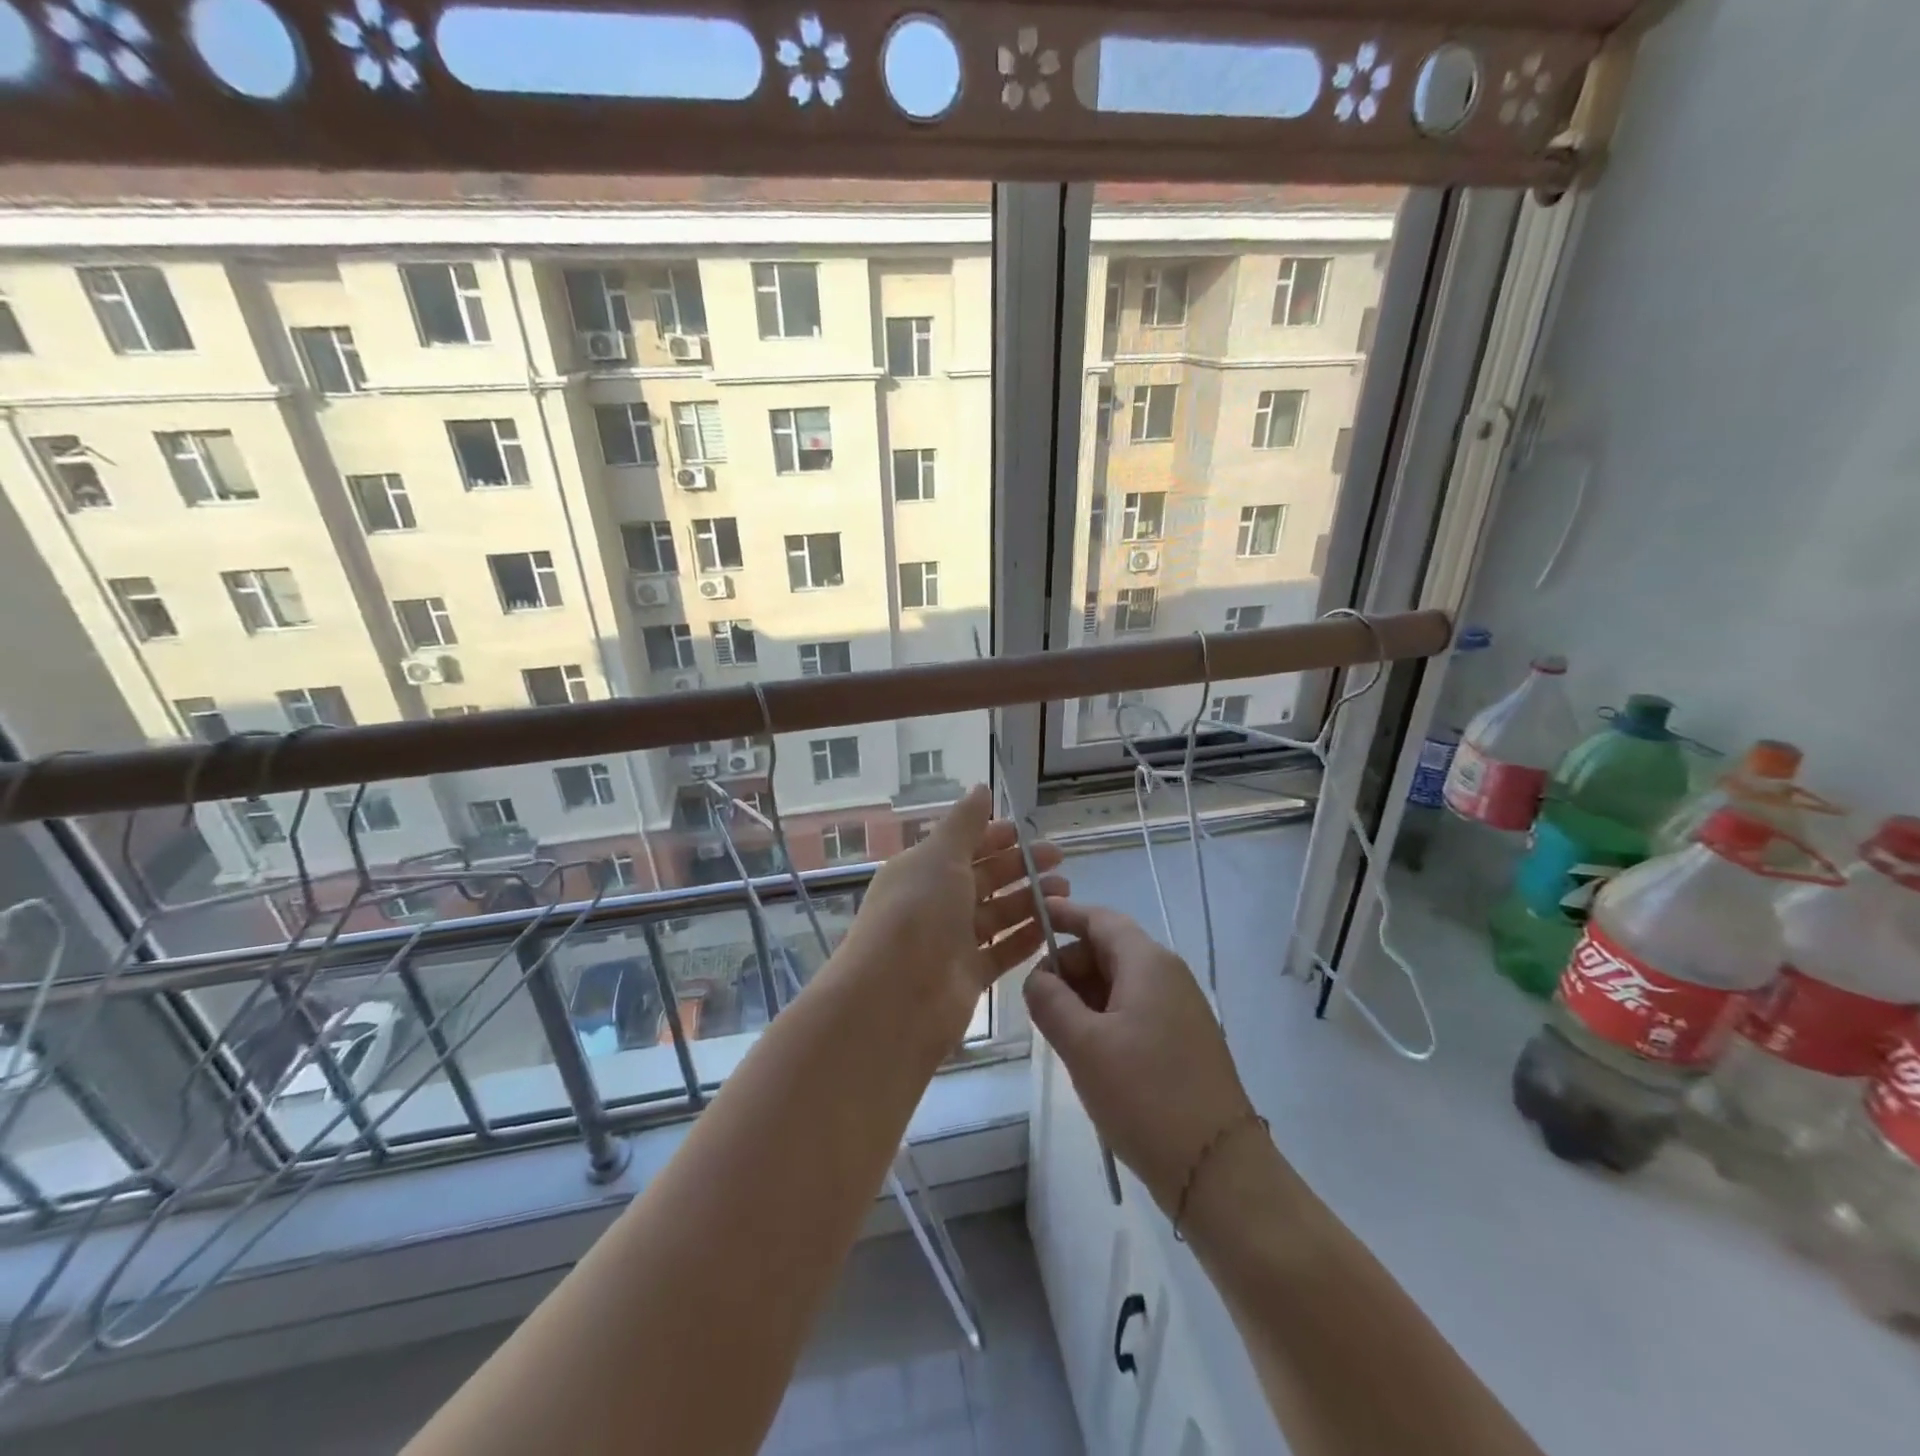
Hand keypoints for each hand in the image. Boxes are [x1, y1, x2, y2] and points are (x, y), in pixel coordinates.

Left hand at [839, 785, 1065, 1048]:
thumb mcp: (939, 857)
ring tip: (1066, 893)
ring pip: (997, 914)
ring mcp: (951, 942)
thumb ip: (964, 824)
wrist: (894, 997)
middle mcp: (935, 903)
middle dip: (1021, 867)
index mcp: (923, 870)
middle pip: (984, 878)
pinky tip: (1053, 927)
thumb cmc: (917, 914)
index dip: (994, 837)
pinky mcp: (968, 976)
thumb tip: (980, 787)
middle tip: (1060, 859)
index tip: (1028, 832)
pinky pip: (1002, 951)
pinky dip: (1025, 938)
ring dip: (1029, 901)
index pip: (963, 846)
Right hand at [1024, 899, 1254, 1212]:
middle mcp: (1169, 976)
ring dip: (1085, 995)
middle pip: (1109, 949)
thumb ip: (1050, 1001)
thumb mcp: (1082, 1045)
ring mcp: (1181, 1009)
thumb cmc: (1145, 1095)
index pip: (1100, 919)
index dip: (1064, 915)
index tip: (1031, 918)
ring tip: (1058, 1030)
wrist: (1217, 1169)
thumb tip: (1037, 978)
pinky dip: (1105, 1016)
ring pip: (1121, 982)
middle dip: (1069, 965)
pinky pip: (1136, 1010)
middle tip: (1037, 999)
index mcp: (1148, 963)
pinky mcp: (1184, 1041)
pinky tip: (1088, 1050)